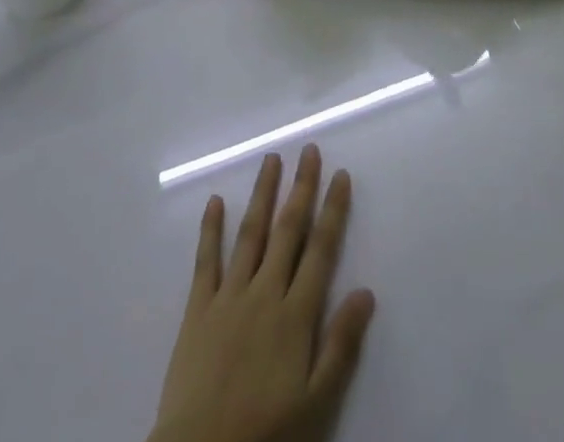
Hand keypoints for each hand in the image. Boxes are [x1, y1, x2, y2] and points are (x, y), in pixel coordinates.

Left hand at [150, 147, 374, 441]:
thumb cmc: (265, 435)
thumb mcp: (316, 404)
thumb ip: (340, 346)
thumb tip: (366, 292)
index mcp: (295, 315)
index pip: (320, 250)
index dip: (333, 210)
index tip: (341, 174)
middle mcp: (264, 293)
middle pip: (287, 231)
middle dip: (300, 188)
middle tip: (308, 149)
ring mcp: (228, 297)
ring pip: (250, 234)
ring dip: (262, 194)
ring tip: (271, 159)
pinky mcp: (197, 310)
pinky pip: (205, 261)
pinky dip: (210, 229)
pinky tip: (215, 201)